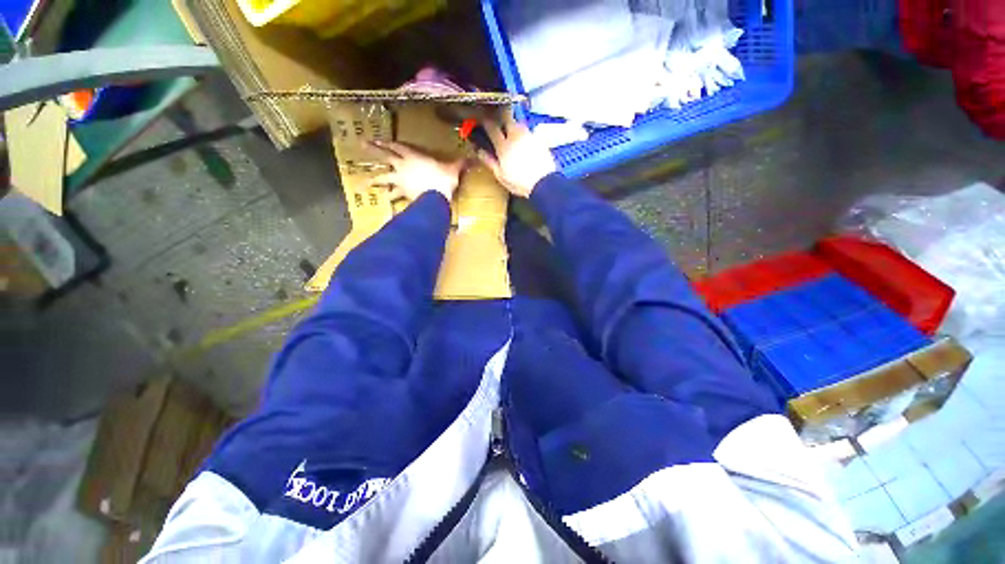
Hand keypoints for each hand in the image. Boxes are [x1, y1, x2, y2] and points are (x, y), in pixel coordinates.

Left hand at [368, 141, 462, 201]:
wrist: (436, 196)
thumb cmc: (443, 179)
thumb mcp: (453, 169)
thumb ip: (460, 164)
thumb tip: (473, 158)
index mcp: (413, 157)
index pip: (398, 147)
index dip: (390, 142)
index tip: (380, 139)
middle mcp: (403, 167)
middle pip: (386, 156)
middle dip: (374, 150)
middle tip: (362, 144)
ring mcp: (401, 181)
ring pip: (384, 178)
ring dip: (375, 180)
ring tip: (366, 182)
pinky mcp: (403, 194)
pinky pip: (394, 196)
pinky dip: (391, 198)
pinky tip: (385, 201)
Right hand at [478, 112, 556, 197]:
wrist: (543, 183)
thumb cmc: (520, 183)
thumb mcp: (501, 176)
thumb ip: (490, 162)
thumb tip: (479, 151)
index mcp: (504, 146)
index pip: (492, 127)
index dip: (486, 122)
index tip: (483, 121)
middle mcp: (516, 137)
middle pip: (507, 118)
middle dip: (502, 117)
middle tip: (500, 123)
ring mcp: (529, 136)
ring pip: (519, 124)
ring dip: (514, 126)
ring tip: (513, 135)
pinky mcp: (540, 140)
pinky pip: (530, 132)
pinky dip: (526, 136)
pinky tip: (526, 145)